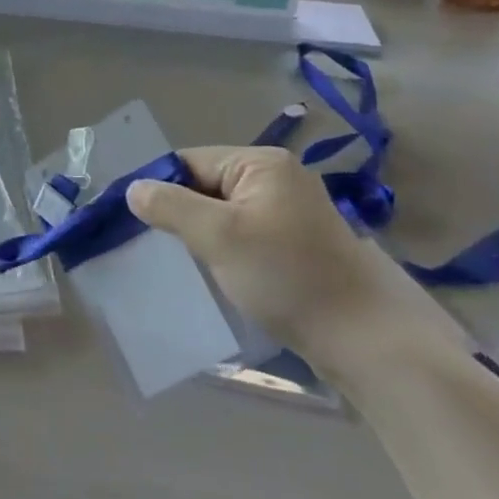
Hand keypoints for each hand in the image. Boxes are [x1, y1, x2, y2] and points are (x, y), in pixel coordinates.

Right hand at [128, 147, 465, 375]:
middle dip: (183, 214)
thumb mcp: (219, 237)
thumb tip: (133, 188)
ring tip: (185, 264)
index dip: (161, 187)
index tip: (135, 222)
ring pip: (225, 212)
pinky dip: (227, 249)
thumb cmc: (287, 276)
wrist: (365, 337)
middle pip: (208, 185)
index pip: (191, 161)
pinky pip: (246, 233)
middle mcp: (278, 177)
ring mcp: (291, 210)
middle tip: (159, 249)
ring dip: (204, 235)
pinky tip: (218, 273)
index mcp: (261, 162)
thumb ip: (171, 207)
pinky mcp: (298, 242)